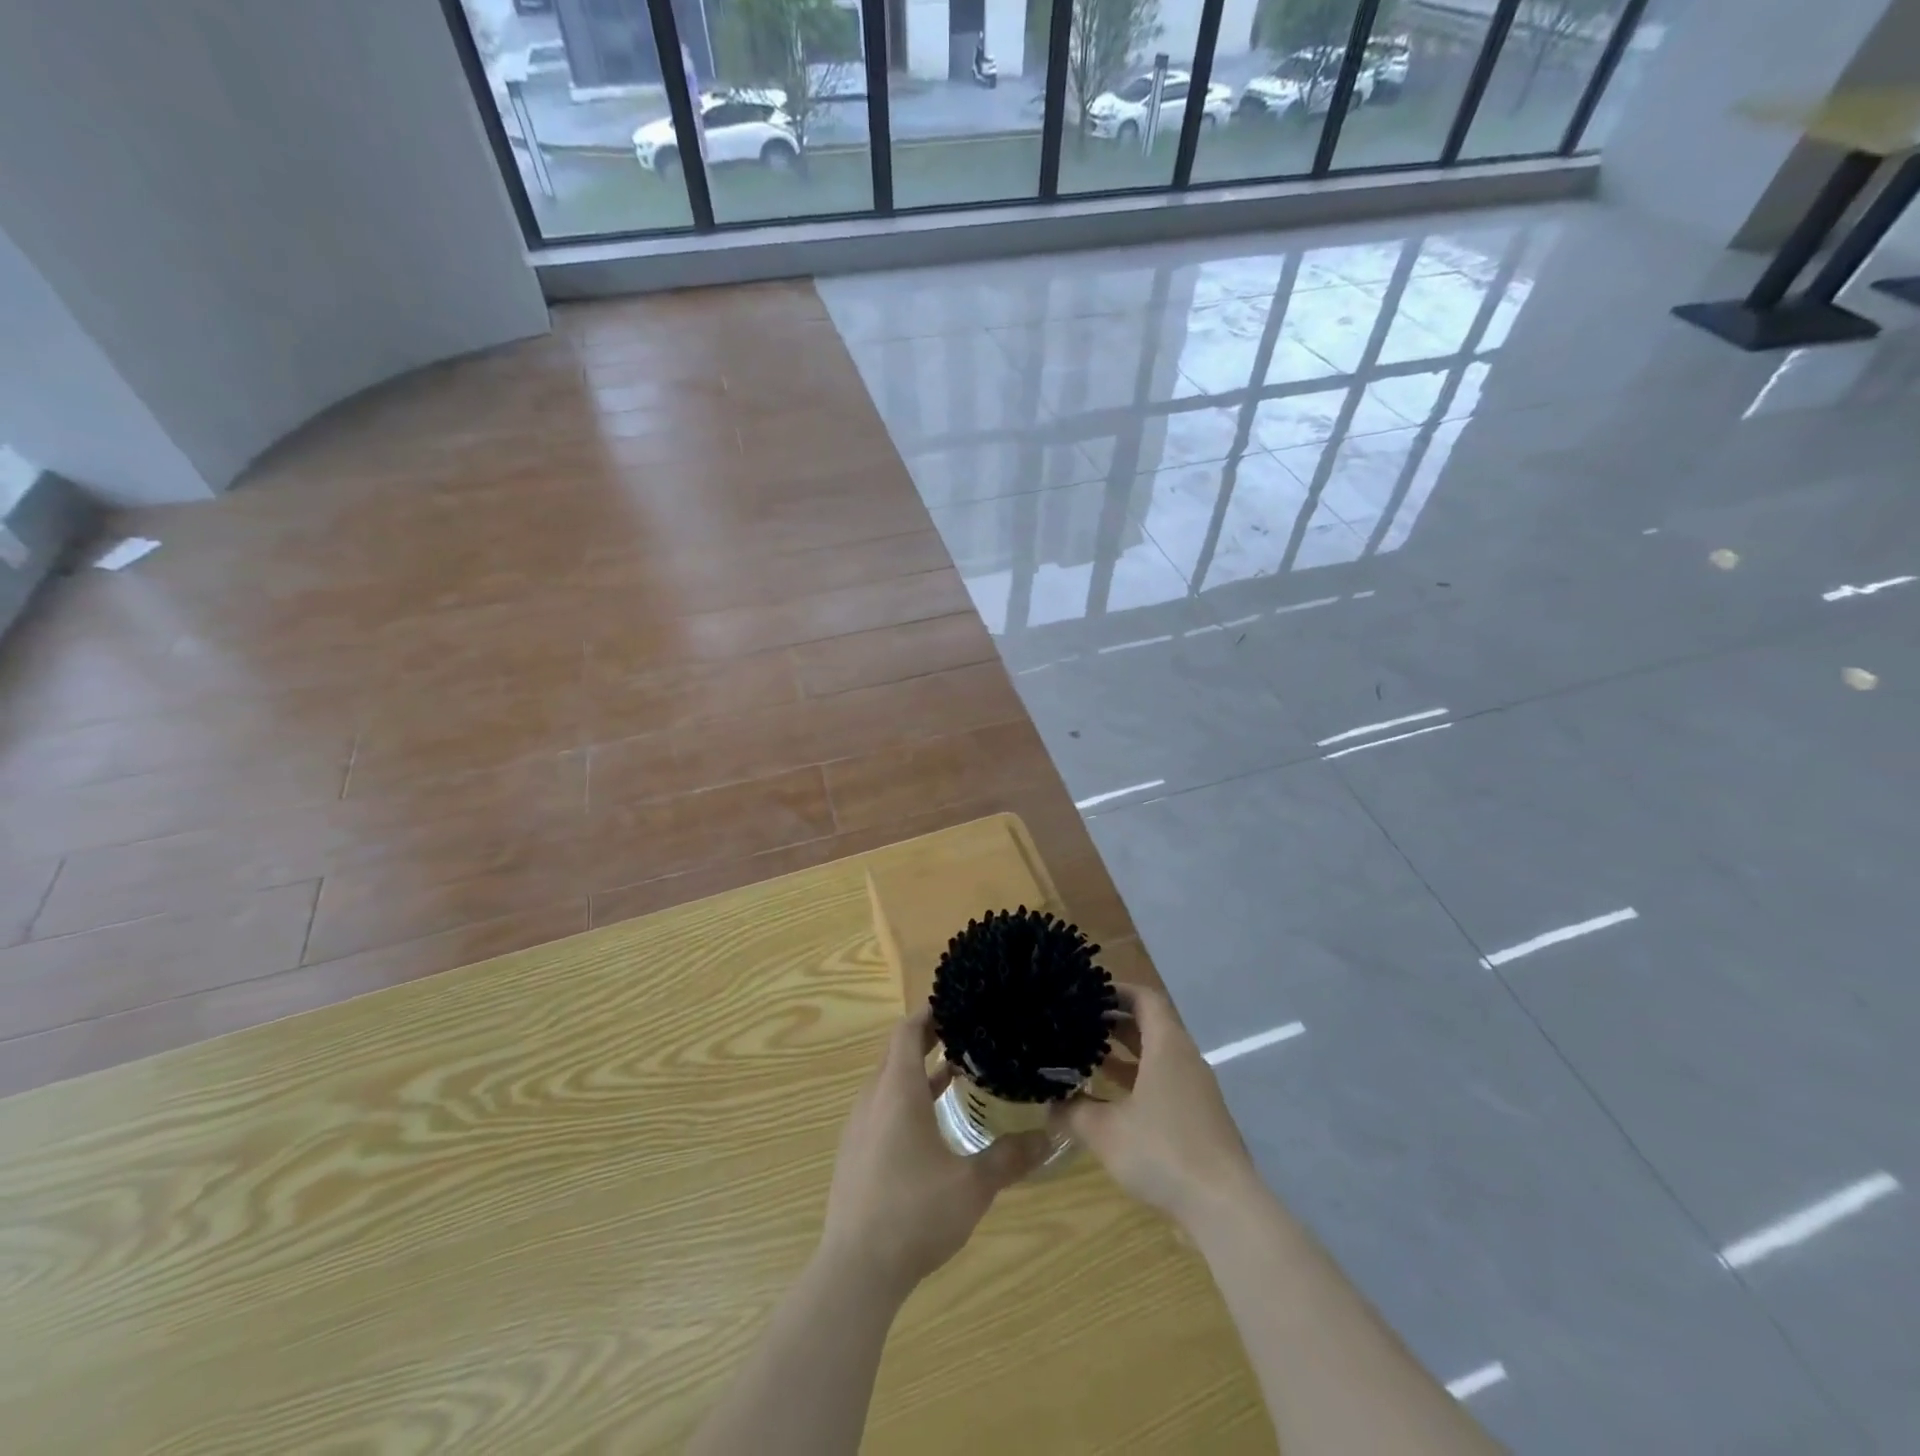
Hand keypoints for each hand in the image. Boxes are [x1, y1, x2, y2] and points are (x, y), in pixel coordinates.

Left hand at [820, 1008, 1050, 1299]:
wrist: (855, 1269)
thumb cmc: (914, 1214)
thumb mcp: (971, 1185)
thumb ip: (1009, 1158)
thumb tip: (1049, 1138)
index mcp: (898, 1091)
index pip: (907, 1031)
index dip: (929, 1013)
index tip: (956, 1004)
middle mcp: (873, 1099)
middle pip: (897, 1052)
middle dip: (928, 1038)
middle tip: (966, 1033)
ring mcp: (859, 1126)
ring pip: (888, 1081)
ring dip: (917, 1071)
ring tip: (955, 1072)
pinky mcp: (854, 1152)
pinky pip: (881, 1107)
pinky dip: (905, 1098)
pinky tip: (931, 1123)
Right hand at [1050, 984, 1259, 1228]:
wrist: (1224, 1207)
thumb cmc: (1163, 1152)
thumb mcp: (1105, 1131)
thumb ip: (1072, 1112)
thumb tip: (1049, 1104)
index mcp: (1167, 1046)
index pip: (1144, 998)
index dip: (1116, 991)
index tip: (1086, 994)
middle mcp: (1185, 1059)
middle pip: (1151, 1024)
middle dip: (1115, 1021)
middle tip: (1079, 1023)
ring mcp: (1196, 1089)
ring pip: (1158, 1055)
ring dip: (1126, 1052)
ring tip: (1089, 1056)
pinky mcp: (1200, 1116)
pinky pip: (1165, 1080)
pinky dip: (1139, 1078)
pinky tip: (1113, 1099)